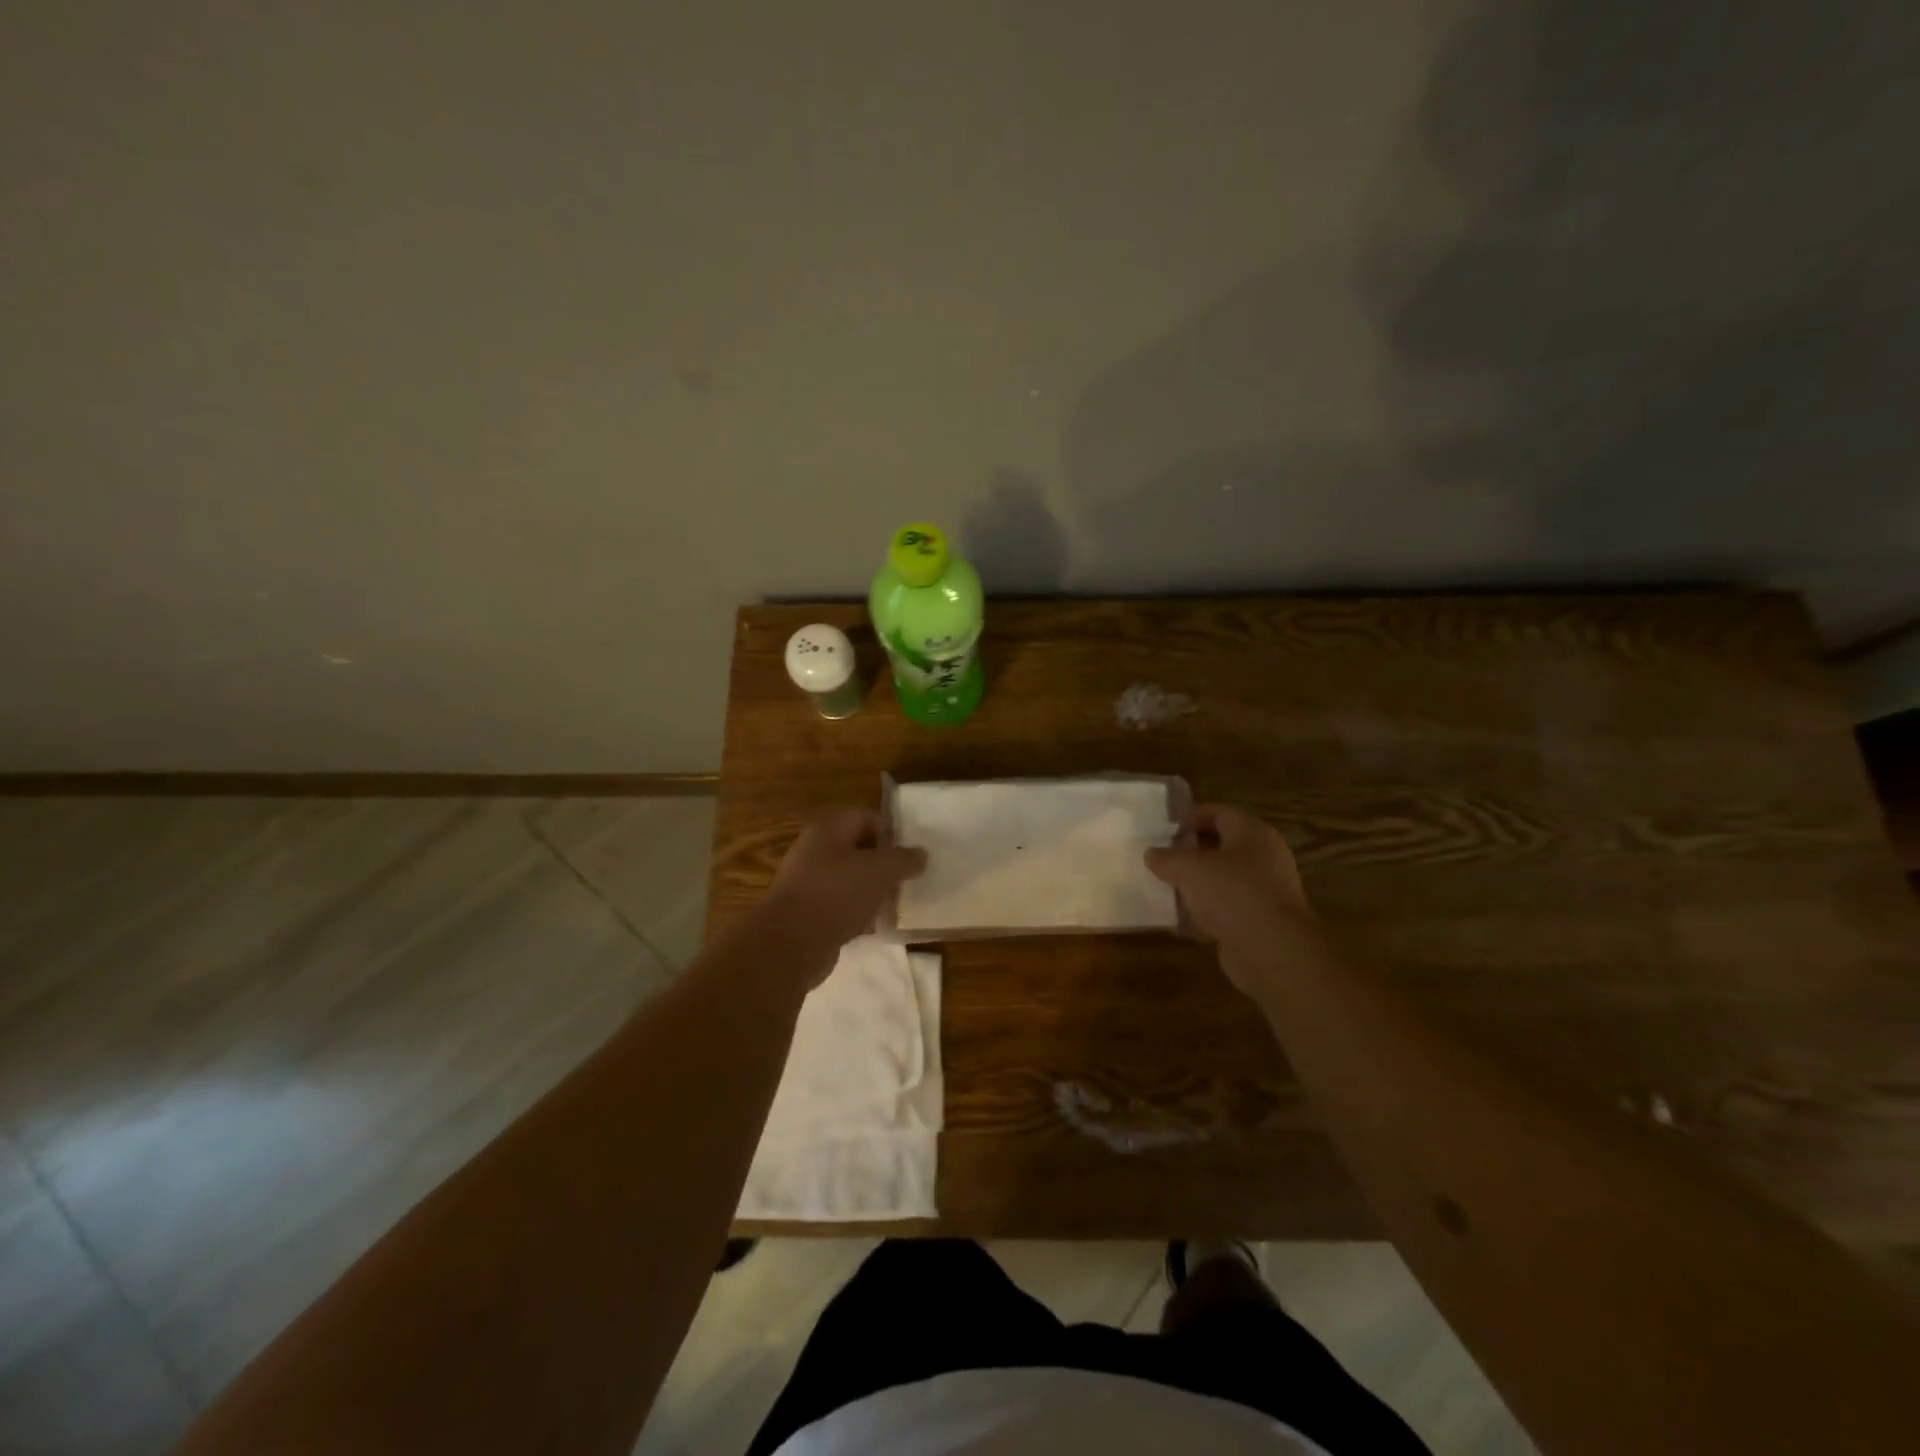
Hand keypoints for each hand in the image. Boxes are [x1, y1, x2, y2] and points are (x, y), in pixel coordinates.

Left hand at [758, 807, 925, 980]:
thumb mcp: (878, 871)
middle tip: (906, 879)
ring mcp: (809, 883)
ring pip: (849, 879)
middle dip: (883, 863)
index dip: (889, 831)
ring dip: (872, 890)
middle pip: (857, 848)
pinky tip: (873, 926)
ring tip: (894, 903)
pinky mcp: (808, 913)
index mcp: (828, 830)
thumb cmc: (835, 894)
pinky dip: (857, 912)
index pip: (864, 816)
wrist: (789, 944)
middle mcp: (815, 850)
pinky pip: (840, 905)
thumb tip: (921, 855)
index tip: (909, 854)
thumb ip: (903, 860)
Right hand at [1145, 805, 1312, 997]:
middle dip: (1190, 852)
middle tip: (1161, 859)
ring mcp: (1266, 890)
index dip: (1189, 817)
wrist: (1272, 950)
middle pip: (1221, 845)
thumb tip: (1152, 854)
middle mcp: (1264, 856)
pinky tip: (1181, 920)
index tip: (1163, 830)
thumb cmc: (1231, 893)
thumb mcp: (1187, 868)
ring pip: (1223, 878)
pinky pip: (1227, 908)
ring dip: (1196, 883)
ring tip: (1166, 888)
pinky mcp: (1261, 920)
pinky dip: (1206, 911)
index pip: (1218, 812)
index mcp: (1252, 832)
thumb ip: (1166, 858)